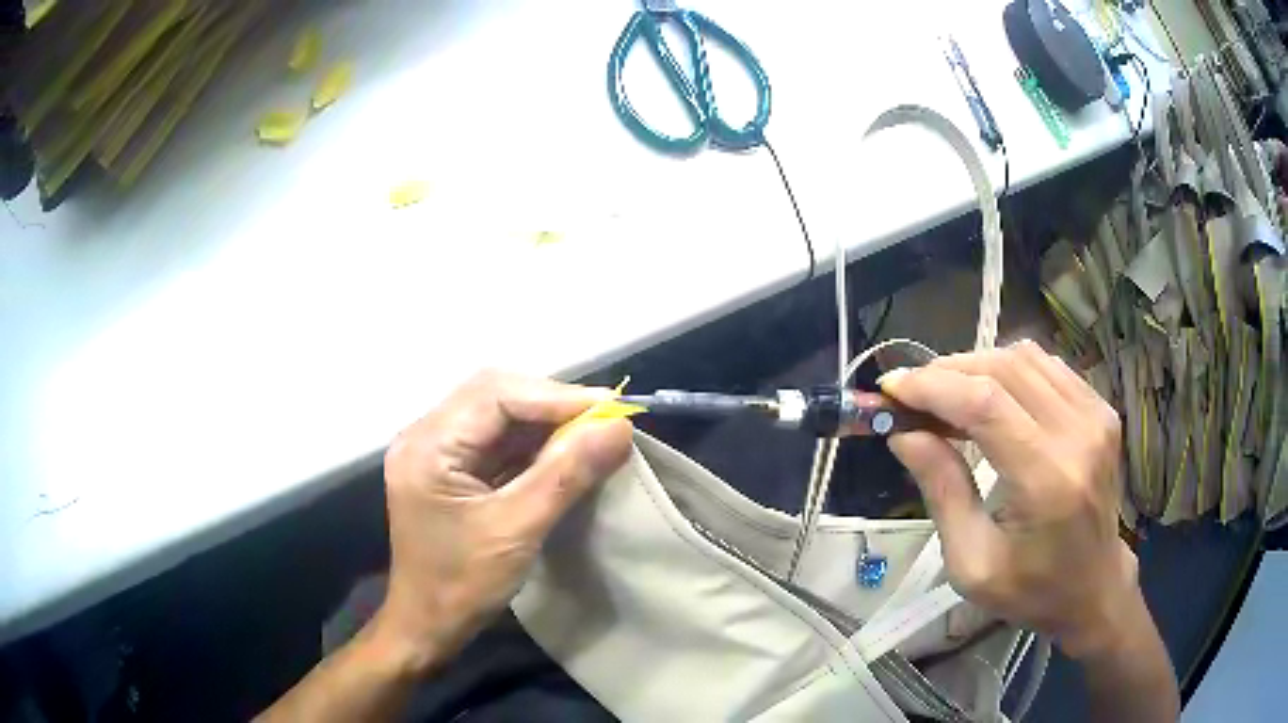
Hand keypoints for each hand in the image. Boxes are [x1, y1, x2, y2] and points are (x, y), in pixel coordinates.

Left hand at [371, 371, 632, 671]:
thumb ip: (566, 474)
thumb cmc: (462, 584)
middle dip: (552, 403)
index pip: (495, 395)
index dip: (556, 396)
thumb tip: (619, 427)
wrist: (428, 624)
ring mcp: (436, 450)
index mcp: (428, 446)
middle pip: (495, 395)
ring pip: (498, 414)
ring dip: (546, 421)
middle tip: (605, 417)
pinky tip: (566, 450)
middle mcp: (426, 435)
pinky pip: (496, 439)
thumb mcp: (517, 530)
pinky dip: (533, 442)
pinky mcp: (449, 467)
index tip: (612, 407)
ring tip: (594, 431)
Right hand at [880, 341, 1134, 657]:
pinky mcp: (1101, 409)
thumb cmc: (1030, 589)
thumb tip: (903, 432)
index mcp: (1048, 481)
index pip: (985, 404)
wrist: (1094, 588)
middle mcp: (1078, 435)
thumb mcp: (971, 562)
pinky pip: (1047, 366)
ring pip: (1025, 356)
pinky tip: (992, 397)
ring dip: (977, 366)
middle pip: (1004, 368)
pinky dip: (1009, 371)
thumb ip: (942, 490)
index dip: (932, 386)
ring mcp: (1096, 415)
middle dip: (948, 371)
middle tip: (912, 395)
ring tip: (947, 396)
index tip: (890, 388)